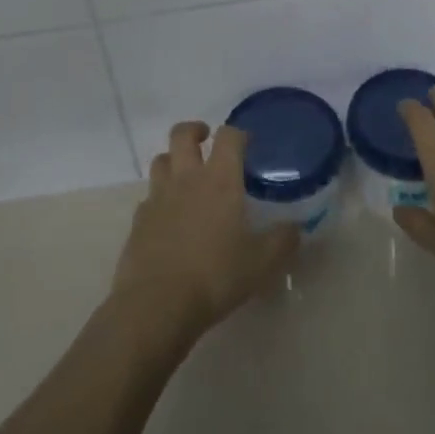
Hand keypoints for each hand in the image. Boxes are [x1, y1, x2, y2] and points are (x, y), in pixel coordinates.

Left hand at [110, 122, 298, 352]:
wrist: (157, 303)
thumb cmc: (215, 276)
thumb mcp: (261, 263)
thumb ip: (282, 241)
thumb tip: (296, 228)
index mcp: (219, 180)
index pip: (228, 137)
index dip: (238, 133)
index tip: (246, 142)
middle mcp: (186, 179)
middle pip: (182, 135)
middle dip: (195, 130)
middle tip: (206, 139)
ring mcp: (158, 197)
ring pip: (160, 160)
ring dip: (173, 159)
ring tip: (186, 174)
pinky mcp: (138, 220)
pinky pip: (149, 196)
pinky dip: (160, 197)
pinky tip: (169, 216)